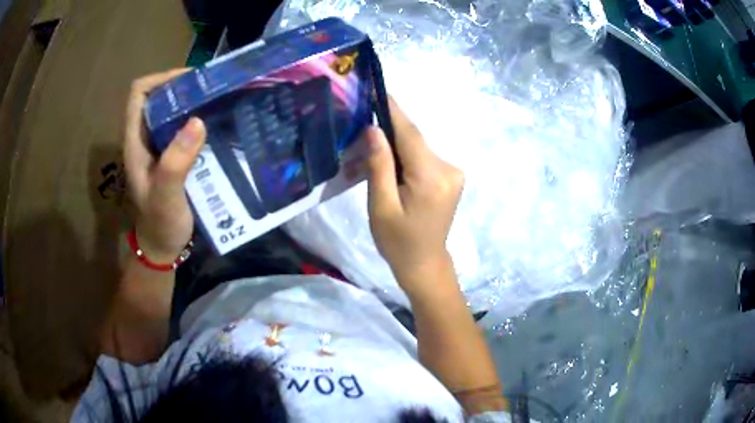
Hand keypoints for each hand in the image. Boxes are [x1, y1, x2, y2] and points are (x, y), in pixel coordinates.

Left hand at [124, 69, 206, 262]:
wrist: (162, 247)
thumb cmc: (160, 224)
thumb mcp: (166, 196)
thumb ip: (176, 163)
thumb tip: (197, 120)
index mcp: (135, 141)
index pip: (138, 94)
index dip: (161, 79)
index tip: (190, 80)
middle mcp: (145, 138)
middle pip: (157, 97)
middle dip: (183, 87)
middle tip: (213, 88)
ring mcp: (158, 147)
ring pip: (171, 111)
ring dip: (193, 102)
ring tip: (219, 101)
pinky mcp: (171, 156)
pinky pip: (183, 128)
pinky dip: (198, 121)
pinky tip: (217, 125)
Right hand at [366, 98, 463, 292]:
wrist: (425, 263)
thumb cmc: (397, 241)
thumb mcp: (380, 206)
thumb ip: (379, 165)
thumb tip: (374, 129)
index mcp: (431, 177)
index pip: (410, 134)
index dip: (393, 111)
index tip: (379, 90)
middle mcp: (449, 169)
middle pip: (414, 140)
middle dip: (389, 132)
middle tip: (362, 129)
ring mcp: (454, 172)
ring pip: (418, 148)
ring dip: (396, 146)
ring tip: (372, 151)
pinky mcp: (452, 177)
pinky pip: (424, 157)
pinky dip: (406, 156)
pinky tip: (391, 166)